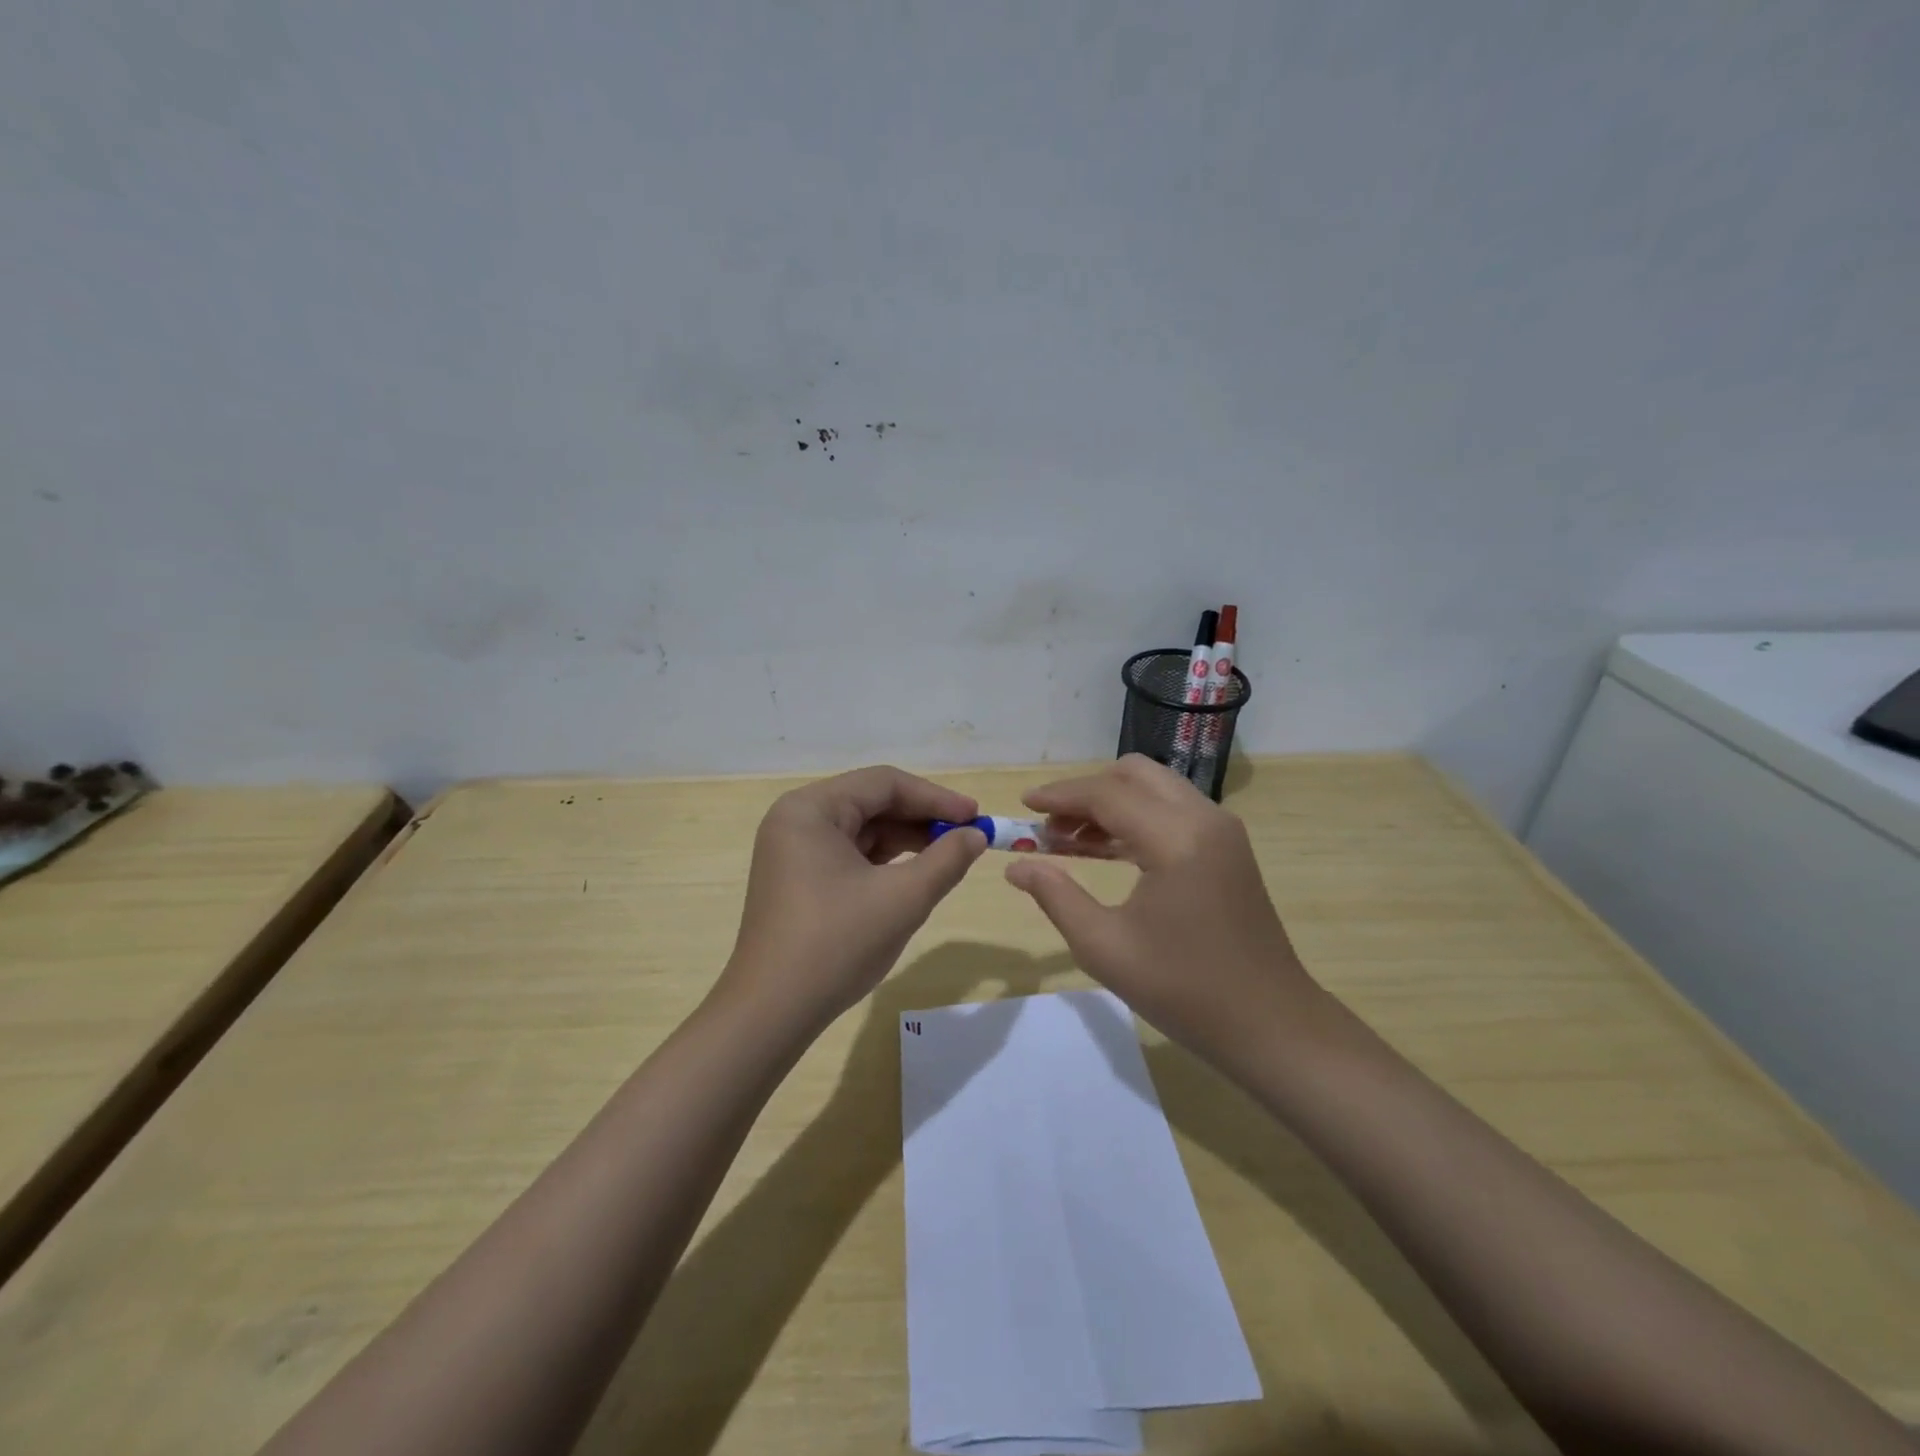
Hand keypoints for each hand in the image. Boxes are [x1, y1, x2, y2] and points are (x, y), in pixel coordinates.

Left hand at [717, 766, 988, 1031]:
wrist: (772, 1013)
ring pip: (861, 830)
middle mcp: (796, 820)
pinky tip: (914, 874)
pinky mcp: (797, 879)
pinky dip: (883, 861)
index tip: (976, 816)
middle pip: (871, 802)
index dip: (935, 798)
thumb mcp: (903, 898)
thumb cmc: (837, 944)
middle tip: (967, 836)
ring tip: (948, 856)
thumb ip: (946, 859)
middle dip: (921, 818)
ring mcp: (793, 850)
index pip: (884, 783)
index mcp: (811, 809)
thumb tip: (976, 835)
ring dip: (905, 840)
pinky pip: (848, 854)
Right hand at [1004, 755, 1324, 1066]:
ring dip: (1110, 804)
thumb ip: (1056, 896)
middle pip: (1134, 775)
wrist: (1269, 1024)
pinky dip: (1135, 820)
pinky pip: (1172, 812)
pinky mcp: (1227, 848)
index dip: (1059, 796)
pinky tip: (1105, 850)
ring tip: (1067, 840)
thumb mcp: (1105, 946)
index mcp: (1176, 838)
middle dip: (1086, 792)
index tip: (1024, 804)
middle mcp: (1204, 819)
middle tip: (1050, 825)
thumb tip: (1016, 866)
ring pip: (1154, 789)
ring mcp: (1221, 831)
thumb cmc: (1184, 990)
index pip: (1106, 794)